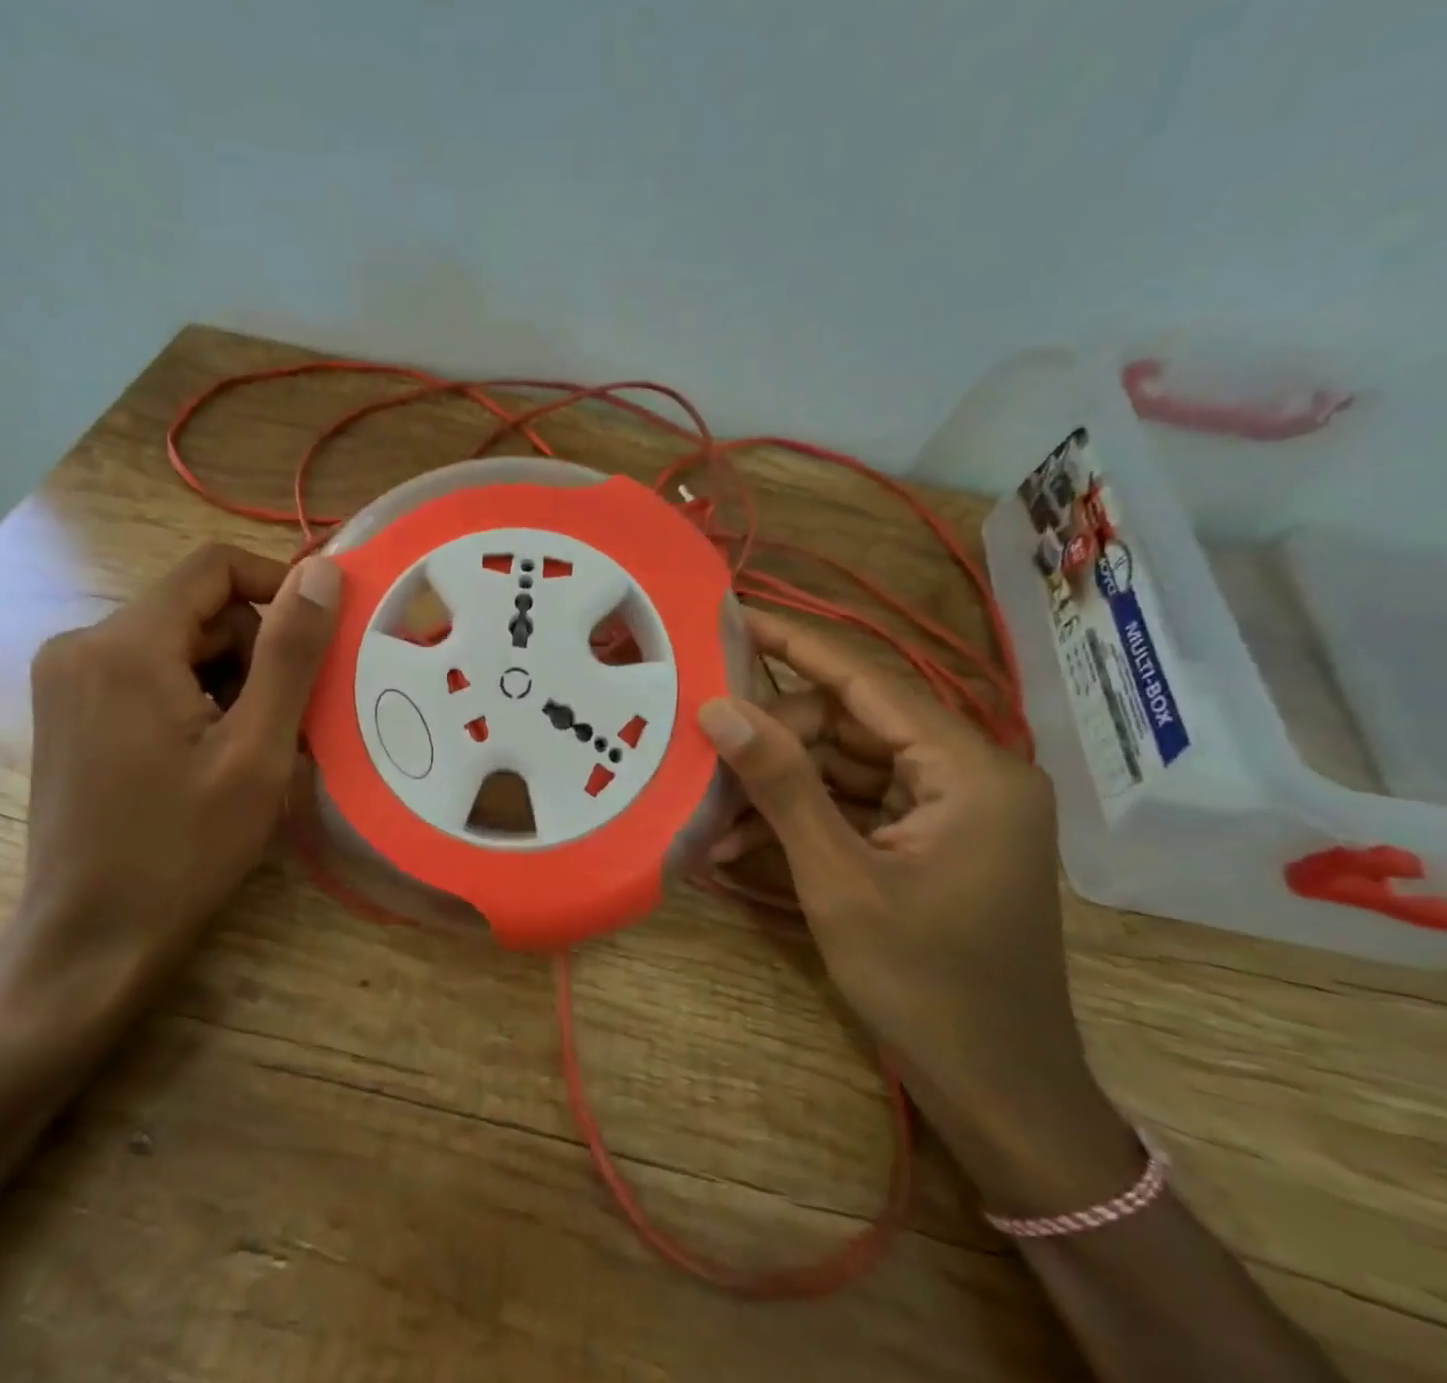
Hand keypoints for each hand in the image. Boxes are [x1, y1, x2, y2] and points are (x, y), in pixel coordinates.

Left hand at [11, 543, 340, 999]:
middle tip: (274, 727)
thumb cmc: (184, 849)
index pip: (215, 567)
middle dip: (251, 655)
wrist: (94, 940)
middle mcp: (82, 644)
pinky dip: (192, 698)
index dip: (278, 586)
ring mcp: (67, 677)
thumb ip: (291, 653)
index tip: (316, 639)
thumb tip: (321, 571)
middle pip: (198, 610)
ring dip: (226, 682)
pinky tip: (203, 757)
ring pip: (178, 643)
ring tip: (240, 752)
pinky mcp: (69, 708)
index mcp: (125, 645)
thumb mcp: (256, 750)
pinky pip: (150, 672)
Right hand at [698, 610, 1141, 1213]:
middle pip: (851, 723)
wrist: (1000, 1093)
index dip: (795, 643)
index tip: (734, 613)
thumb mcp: (839, 878)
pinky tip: (745, 839)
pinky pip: (857, 801)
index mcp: (970, 769)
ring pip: (846, 762)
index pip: (868, 678)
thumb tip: (718, 707)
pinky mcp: (933, 834)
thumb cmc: (928, 986)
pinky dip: (805, 815)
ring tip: (715, 809)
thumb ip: (782, 784)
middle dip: (775, 741)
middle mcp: (970, 771)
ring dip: (781, 784)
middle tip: (706, 759)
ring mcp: (953, 804)